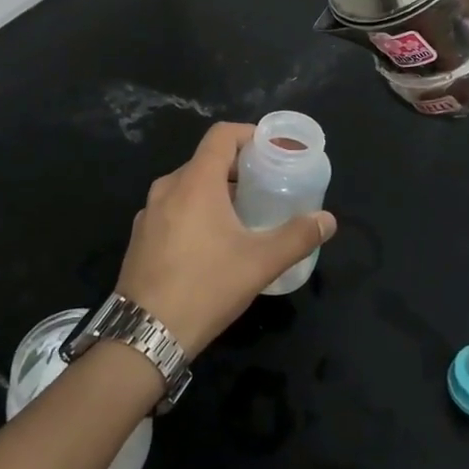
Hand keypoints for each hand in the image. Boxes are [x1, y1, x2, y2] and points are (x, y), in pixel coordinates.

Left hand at [117, 123, 336, 357]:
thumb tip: (327, 220)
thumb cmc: (205, 287)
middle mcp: (167, 187)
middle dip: (238, 168)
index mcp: (195, 181)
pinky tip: (210, 243)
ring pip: (188, 186)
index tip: (272, 151)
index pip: (221, 135)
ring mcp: (148, 212)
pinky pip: (173, 208)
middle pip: (206, 160)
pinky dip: (195, 211)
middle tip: (266, 187)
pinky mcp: (140, 236)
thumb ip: (297, 237)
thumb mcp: (260, 263)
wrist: (144, 334)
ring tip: (243, 215)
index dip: (248, 134)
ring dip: (216, 191)